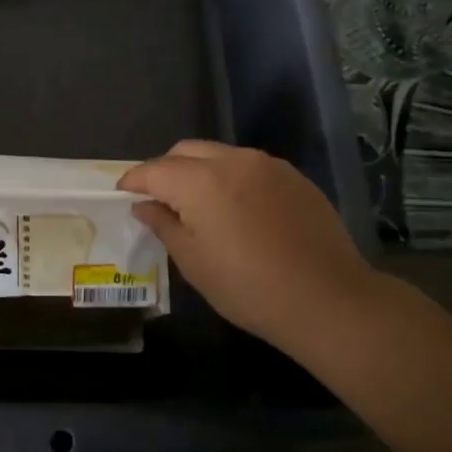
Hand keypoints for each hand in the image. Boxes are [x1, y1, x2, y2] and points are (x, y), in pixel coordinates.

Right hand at [118, 140, 377, 350]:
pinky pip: (249, 166)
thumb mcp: (195, 263)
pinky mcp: (293, 176)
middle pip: (185, 151)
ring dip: (199, 171)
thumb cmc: (250, 288)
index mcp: (200, 182)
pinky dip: (230, 178)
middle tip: (159, 200)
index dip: (134, 180)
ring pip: (219, 155)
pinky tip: (237, 209)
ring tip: (198, 204)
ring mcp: (267, 165)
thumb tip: (145, 206)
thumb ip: (164, 225)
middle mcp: (232, 161)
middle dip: (165, 170)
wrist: (329, 299)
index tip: (123, 193)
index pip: (154, 170)